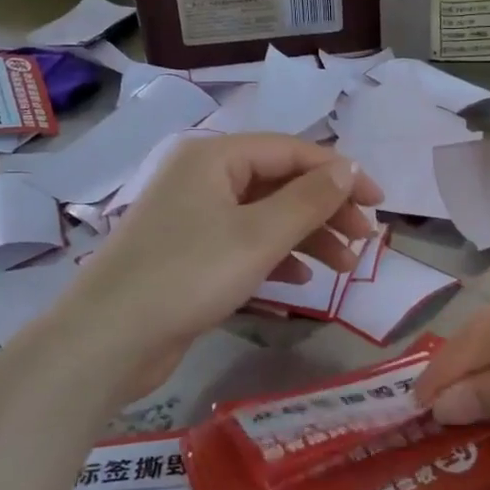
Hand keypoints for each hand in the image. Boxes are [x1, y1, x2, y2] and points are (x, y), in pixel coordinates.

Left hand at [52, 133, 383, 398]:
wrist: (110, 338)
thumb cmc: (189, 275)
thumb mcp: (259, 235)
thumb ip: (309, 199)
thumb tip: (348, 168)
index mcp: (215, 157)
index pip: (292, 151)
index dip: (340, 173)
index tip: (379, 203)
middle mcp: (203, 178)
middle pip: (280, 183)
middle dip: (326, 210)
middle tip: (364, 241)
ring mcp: (193, 217)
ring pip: (265, 216)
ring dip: (307, 237)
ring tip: (346, 268)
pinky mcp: (189, 254)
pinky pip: (245, 244)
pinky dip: (276, 258)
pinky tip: (302, 282)